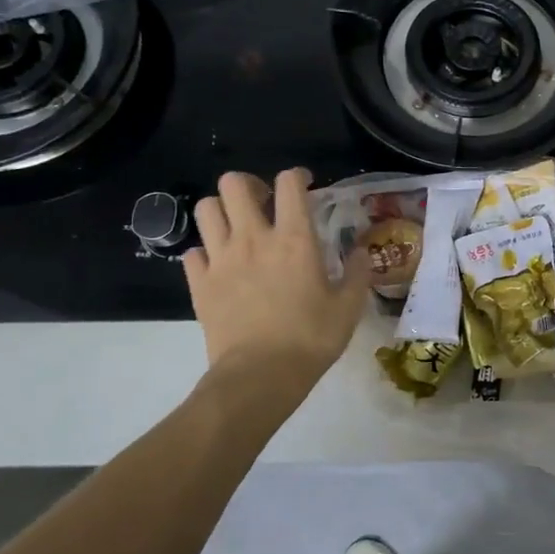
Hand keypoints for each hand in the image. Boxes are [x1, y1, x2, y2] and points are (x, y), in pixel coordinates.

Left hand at [182, 169, 368, 376]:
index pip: (289, 183)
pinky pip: (193, 252)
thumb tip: (361, 251)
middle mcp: (253, 238)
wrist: (260, 376)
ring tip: (237, 229)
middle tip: (263, 204)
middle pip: (234, 184)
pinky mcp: (199, 283)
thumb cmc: (311, 339)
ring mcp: (221, 259)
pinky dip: (205, 253)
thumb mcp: (348, 307)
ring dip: (222, 212)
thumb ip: (357, 273)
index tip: (305, 186)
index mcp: (294, 238)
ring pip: (206, 209)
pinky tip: (220, 267)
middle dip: (249, 185)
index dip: (297, 176)